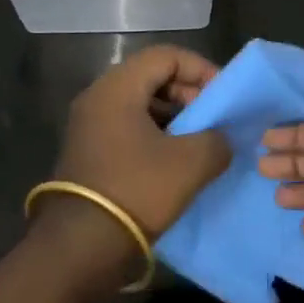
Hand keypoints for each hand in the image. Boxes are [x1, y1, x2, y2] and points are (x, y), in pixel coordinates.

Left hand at [33, 46, 232, 285]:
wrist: (80, 246)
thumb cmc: (136, 191)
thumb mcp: (189, 164)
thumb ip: (216, 141)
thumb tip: (222, 139)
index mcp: (117, 87)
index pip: (166, 56)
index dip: (200, 69)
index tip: (224, 94)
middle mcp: (98, 96)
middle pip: (151, 76)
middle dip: (187, 92)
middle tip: (214, 117)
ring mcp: (89, 124)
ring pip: (139, 102)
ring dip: (173, 115)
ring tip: (200, 140)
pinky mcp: (88, 150)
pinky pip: (127, 126)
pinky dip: (155, 133)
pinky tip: (175, 159)